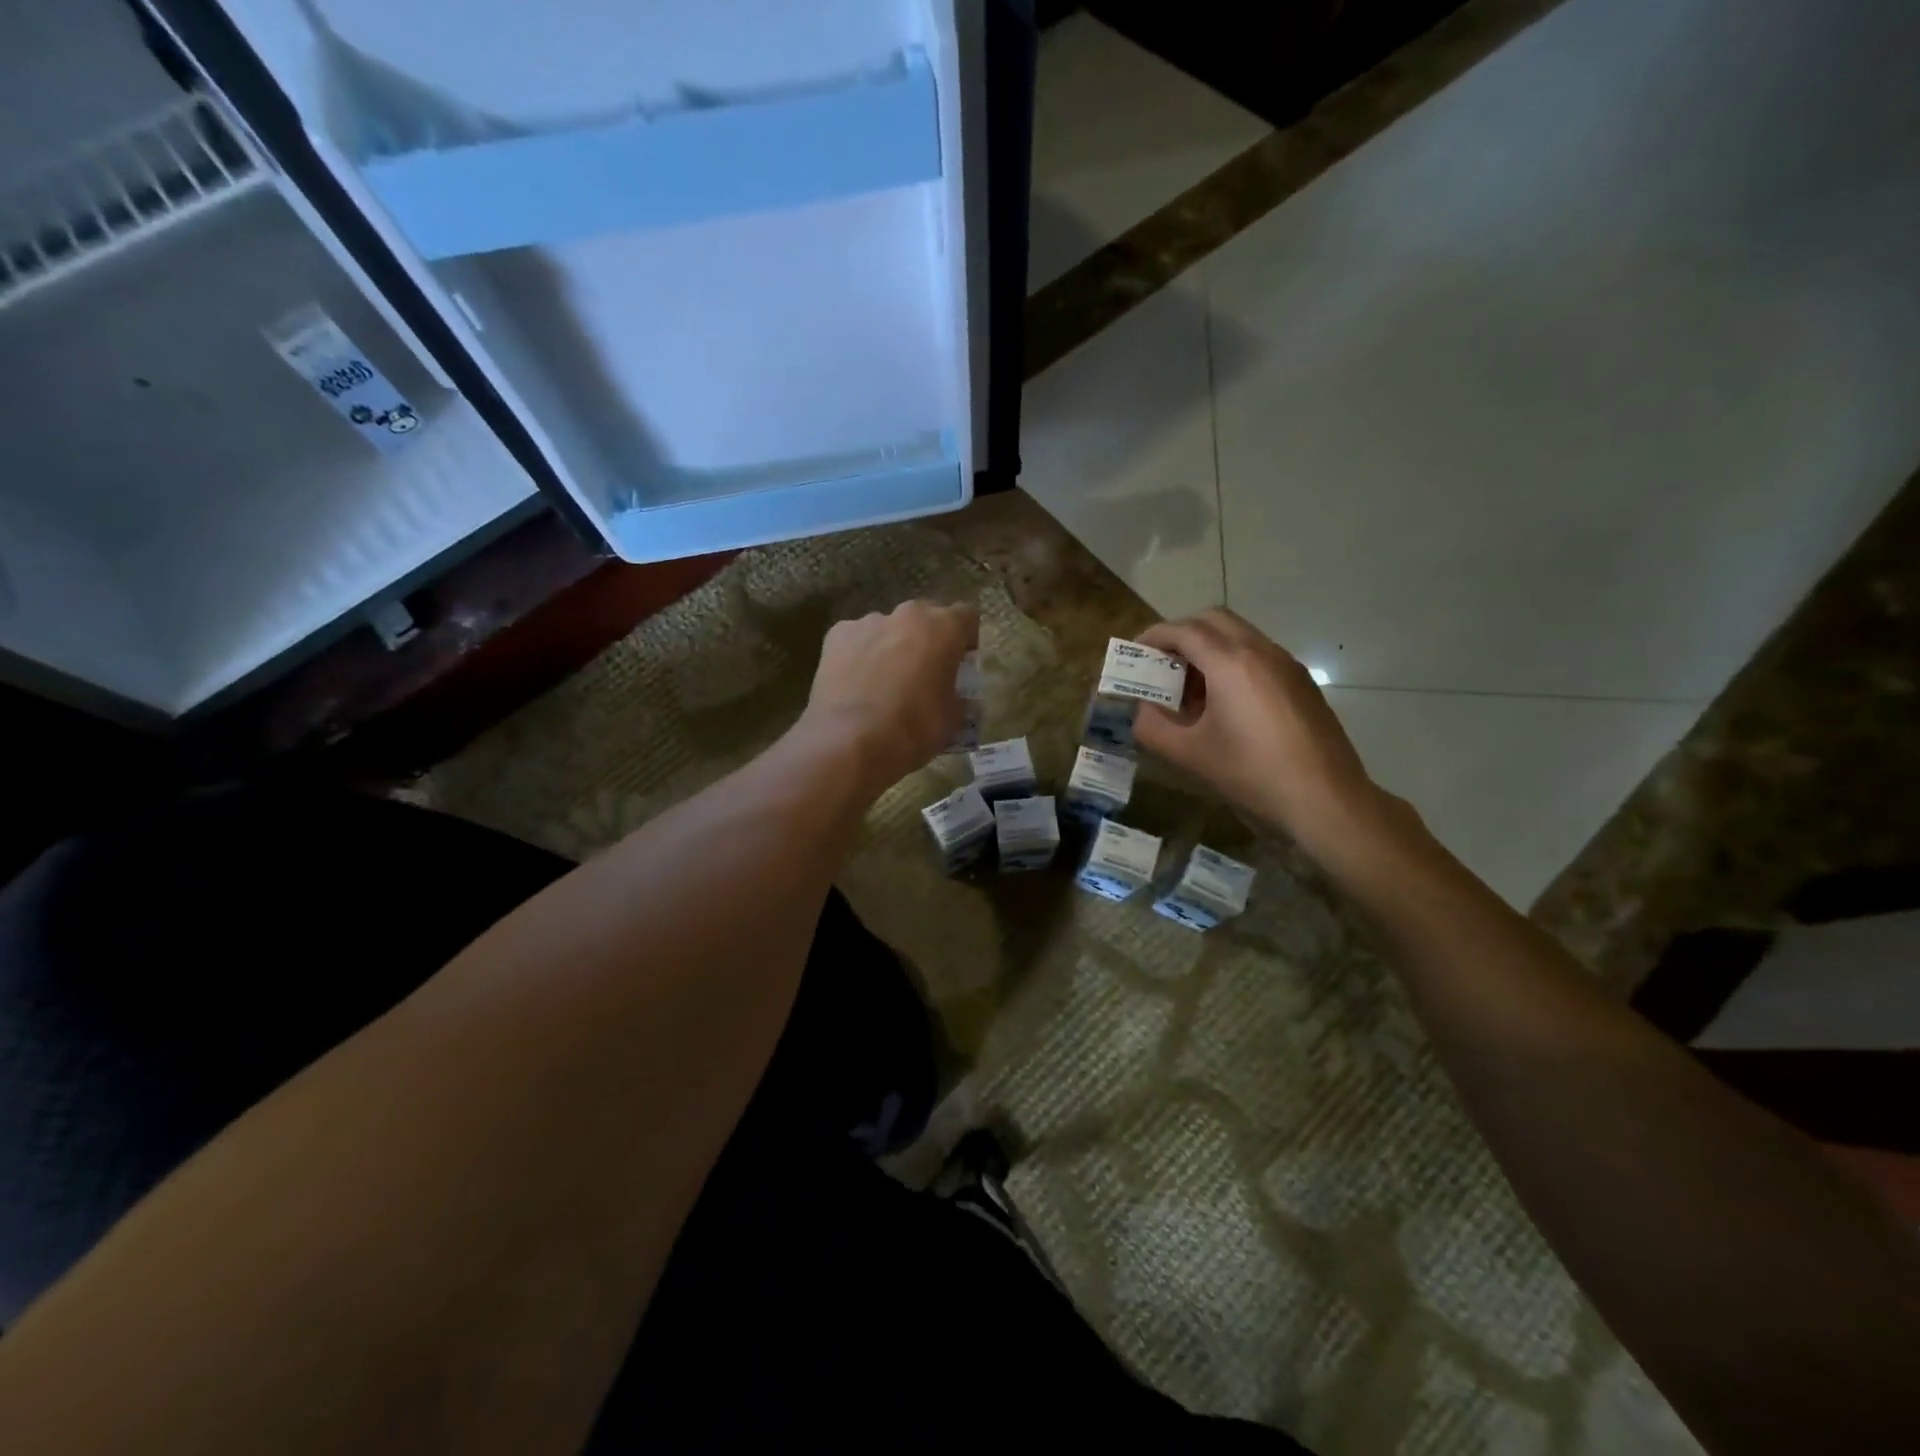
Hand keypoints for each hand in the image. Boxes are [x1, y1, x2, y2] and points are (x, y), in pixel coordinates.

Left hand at [800, 599, 978, 789]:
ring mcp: (868, 622)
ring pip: (888, 629)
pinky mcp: (836, 635)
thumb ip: (957, 697)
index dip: (966, 639)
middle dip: (927, 641)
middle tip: (924, 674)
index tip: (961, 663)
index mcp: (943, 628)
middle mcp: (907, 615)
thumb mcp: (952, 720)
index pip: (967, 616)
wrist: (850, 741)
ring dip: (892, 647)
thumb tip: (953, 698)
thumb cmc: (913, 728)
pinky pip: (856, 640)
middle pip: (924, 619)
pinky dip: (860, 656)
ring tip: (884, 684)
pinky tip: (856, 685)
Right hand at [1133, 609, 1399, 858]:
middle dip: (1181, 634)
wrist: (1326, 802)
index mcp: (1230, 663)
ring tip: (1189, 690)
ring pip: (1238, 636)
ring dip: (1208, 649)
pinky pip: (1258, 656)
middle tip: (1160, 664)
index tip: (1134, 654)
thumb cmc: (1251, 775)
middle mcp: (1261, 651)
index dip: (1153, 637)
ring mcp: (1287, 665)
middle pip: (1213, 620)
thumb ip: (1151, 727)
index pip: (1183, 630)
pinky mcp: (1302, 684)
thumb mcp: (1188, 755)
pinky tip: (1224, 706)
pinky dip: (1232, 664)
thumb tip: (1142, 711)